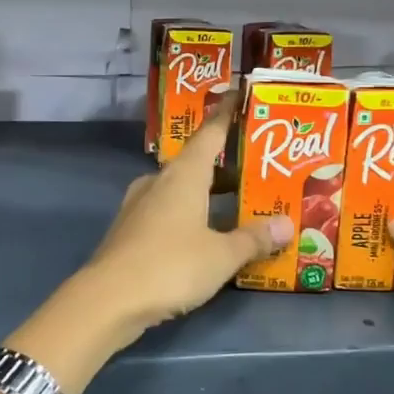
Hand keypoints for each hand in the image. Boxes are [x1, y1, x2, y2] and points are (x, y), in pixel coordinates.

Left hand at [80, 93, 292, 330]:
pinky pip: (166, 212)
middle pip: (196, 163)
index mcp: (183, 175)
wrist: (108, 299)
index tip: (239, 94)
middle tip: (257, 169)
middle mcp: (159, 182)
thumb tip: (285, 224)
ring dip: (206, 193)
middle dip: (225, 165)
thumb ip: (253, 239)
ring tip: (236, 204)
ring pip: (179, 189)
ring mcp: (139, 206)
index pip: (209, 133)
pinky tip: (203, 234)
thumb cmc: (171, 265)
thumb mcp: (221, 255)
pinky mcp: (129, 231)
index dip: (226, 114)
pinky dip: (188, 215)